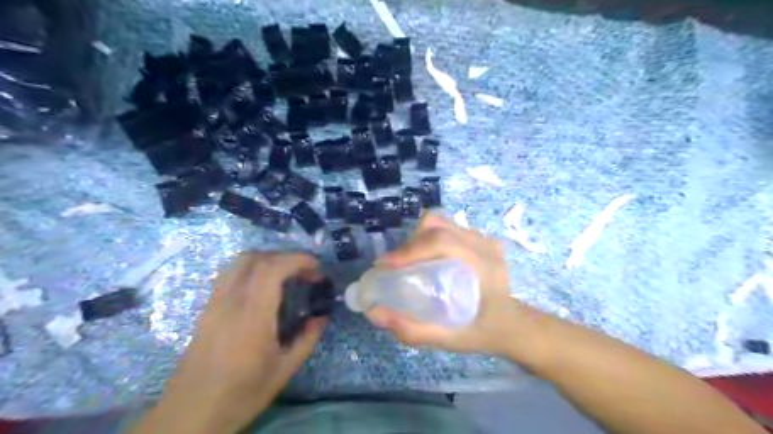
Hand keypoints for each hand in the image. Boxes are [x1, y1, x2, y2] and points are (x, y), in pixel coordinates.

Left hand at [132, 252, 324, 433]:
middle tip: (304, 272)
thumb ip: (307, 338)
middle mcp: (230, 302)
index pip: (272, 269)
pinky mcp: (207, 308)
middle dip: (285, 257)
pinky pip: (230, 274)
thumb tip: (322, 316)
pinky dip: (252, 269)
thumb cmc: (242, 394)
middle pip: (255, 258)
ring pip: (239, 262)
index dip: (297, 260)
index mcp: (252, 316)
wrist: (191, 414)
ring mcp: (215, 303)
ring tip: (286, 275)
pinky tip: (263, 287)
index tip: (316, 267)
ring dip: (267, 259)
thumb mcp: (284, 370)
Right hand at [365, 212, 525, 357]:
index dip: (409, 249)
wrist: (514, 325)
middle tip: (396, 266)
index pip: (442, 241)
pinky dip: (430, 238)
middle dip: (410, 242)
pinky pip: (448, 228)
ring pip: (441, 222)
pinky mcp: (479, 238)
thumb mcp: (452, 339)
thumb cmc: (486, 332)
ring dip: (418, 238)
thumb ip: (414, 331)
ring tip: (409, 262)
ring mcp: (483, 238)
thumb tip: (375, 314)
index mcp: (483, 264)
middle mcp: (484, 244)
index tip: (385, 265)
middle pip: (437, 225)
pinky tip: (428, 259)